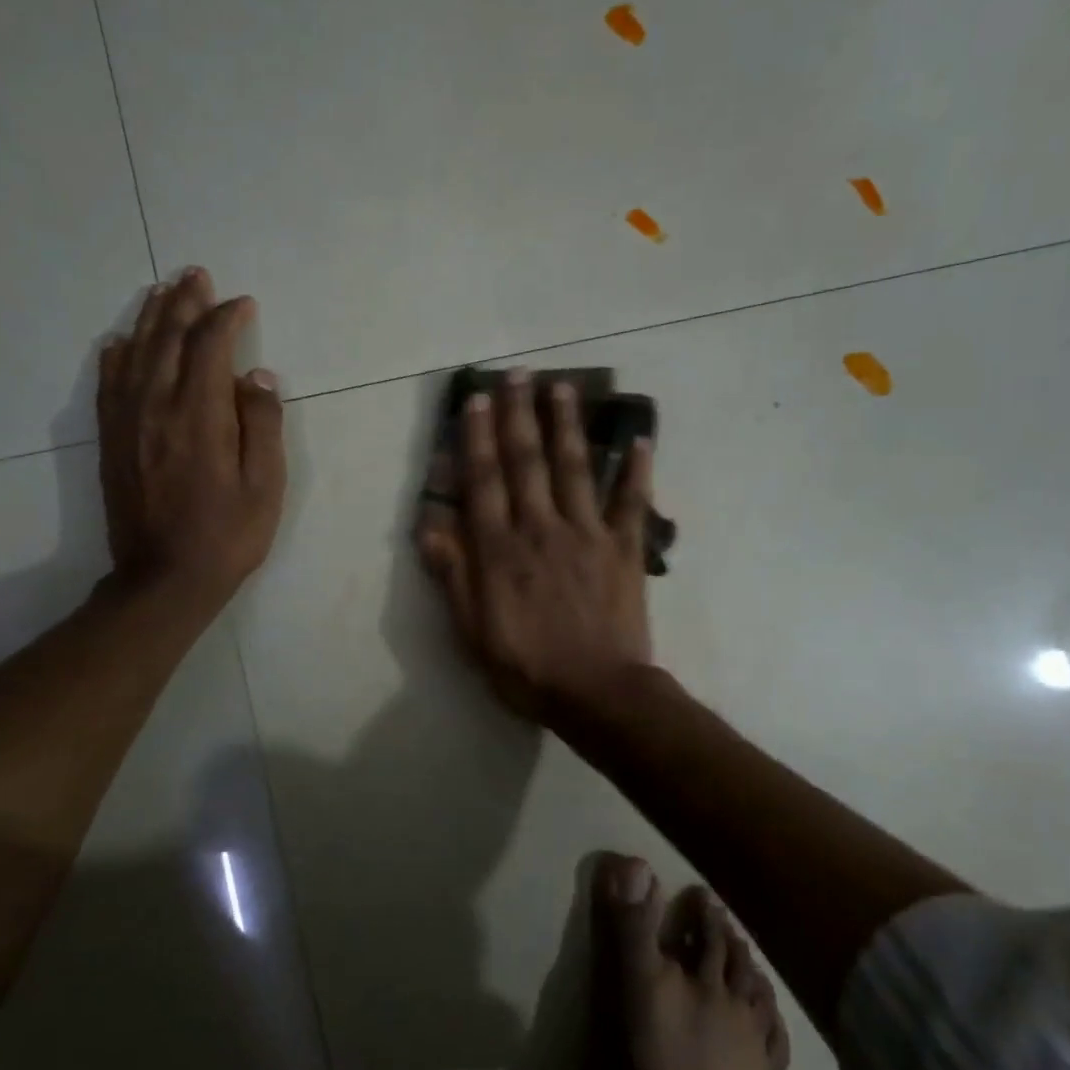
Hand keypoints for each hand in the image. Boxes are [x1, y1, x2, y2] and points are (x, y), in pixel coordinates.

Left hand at [97, 267, 284, 614]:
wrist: (164, 579)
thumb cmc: (227, 536)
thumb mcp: (265, 486)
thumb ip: (262, 425)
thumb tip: (256, 376)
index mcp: (199, 415)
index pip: (209, 347)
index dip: (226, 319)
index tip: (243, 304)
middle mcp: (156, 407)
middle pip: (167, 339)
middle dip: (184, 302)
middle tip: (196, 274)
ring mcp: (127, 423)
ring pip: (134, 353)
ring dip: (150, 318)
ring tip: (162, 290)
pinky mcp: (111, 441)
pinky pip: (108, 384)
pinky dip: (115, 355)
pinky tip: (120, 341)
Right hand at [417, 369, 654, 720]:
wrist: (598, 695)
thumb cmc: (527, 669)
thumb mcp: (473, 632)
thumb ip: (453, 576)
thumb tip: (430, 525)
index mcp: (500, 550)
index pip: (484, 481)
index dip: (478, 438)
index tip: (477, 400)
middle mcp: (541, 528)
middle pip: (527, 462)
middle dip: (520, 415)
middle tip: (519, 374)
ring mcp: (587, 534)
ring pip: (575, 468)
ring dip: (568, 425)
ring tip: (564, 387)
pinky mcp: (624, 548)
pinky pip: (631, 502)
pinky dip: (637, 470)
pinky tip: (639, 439)